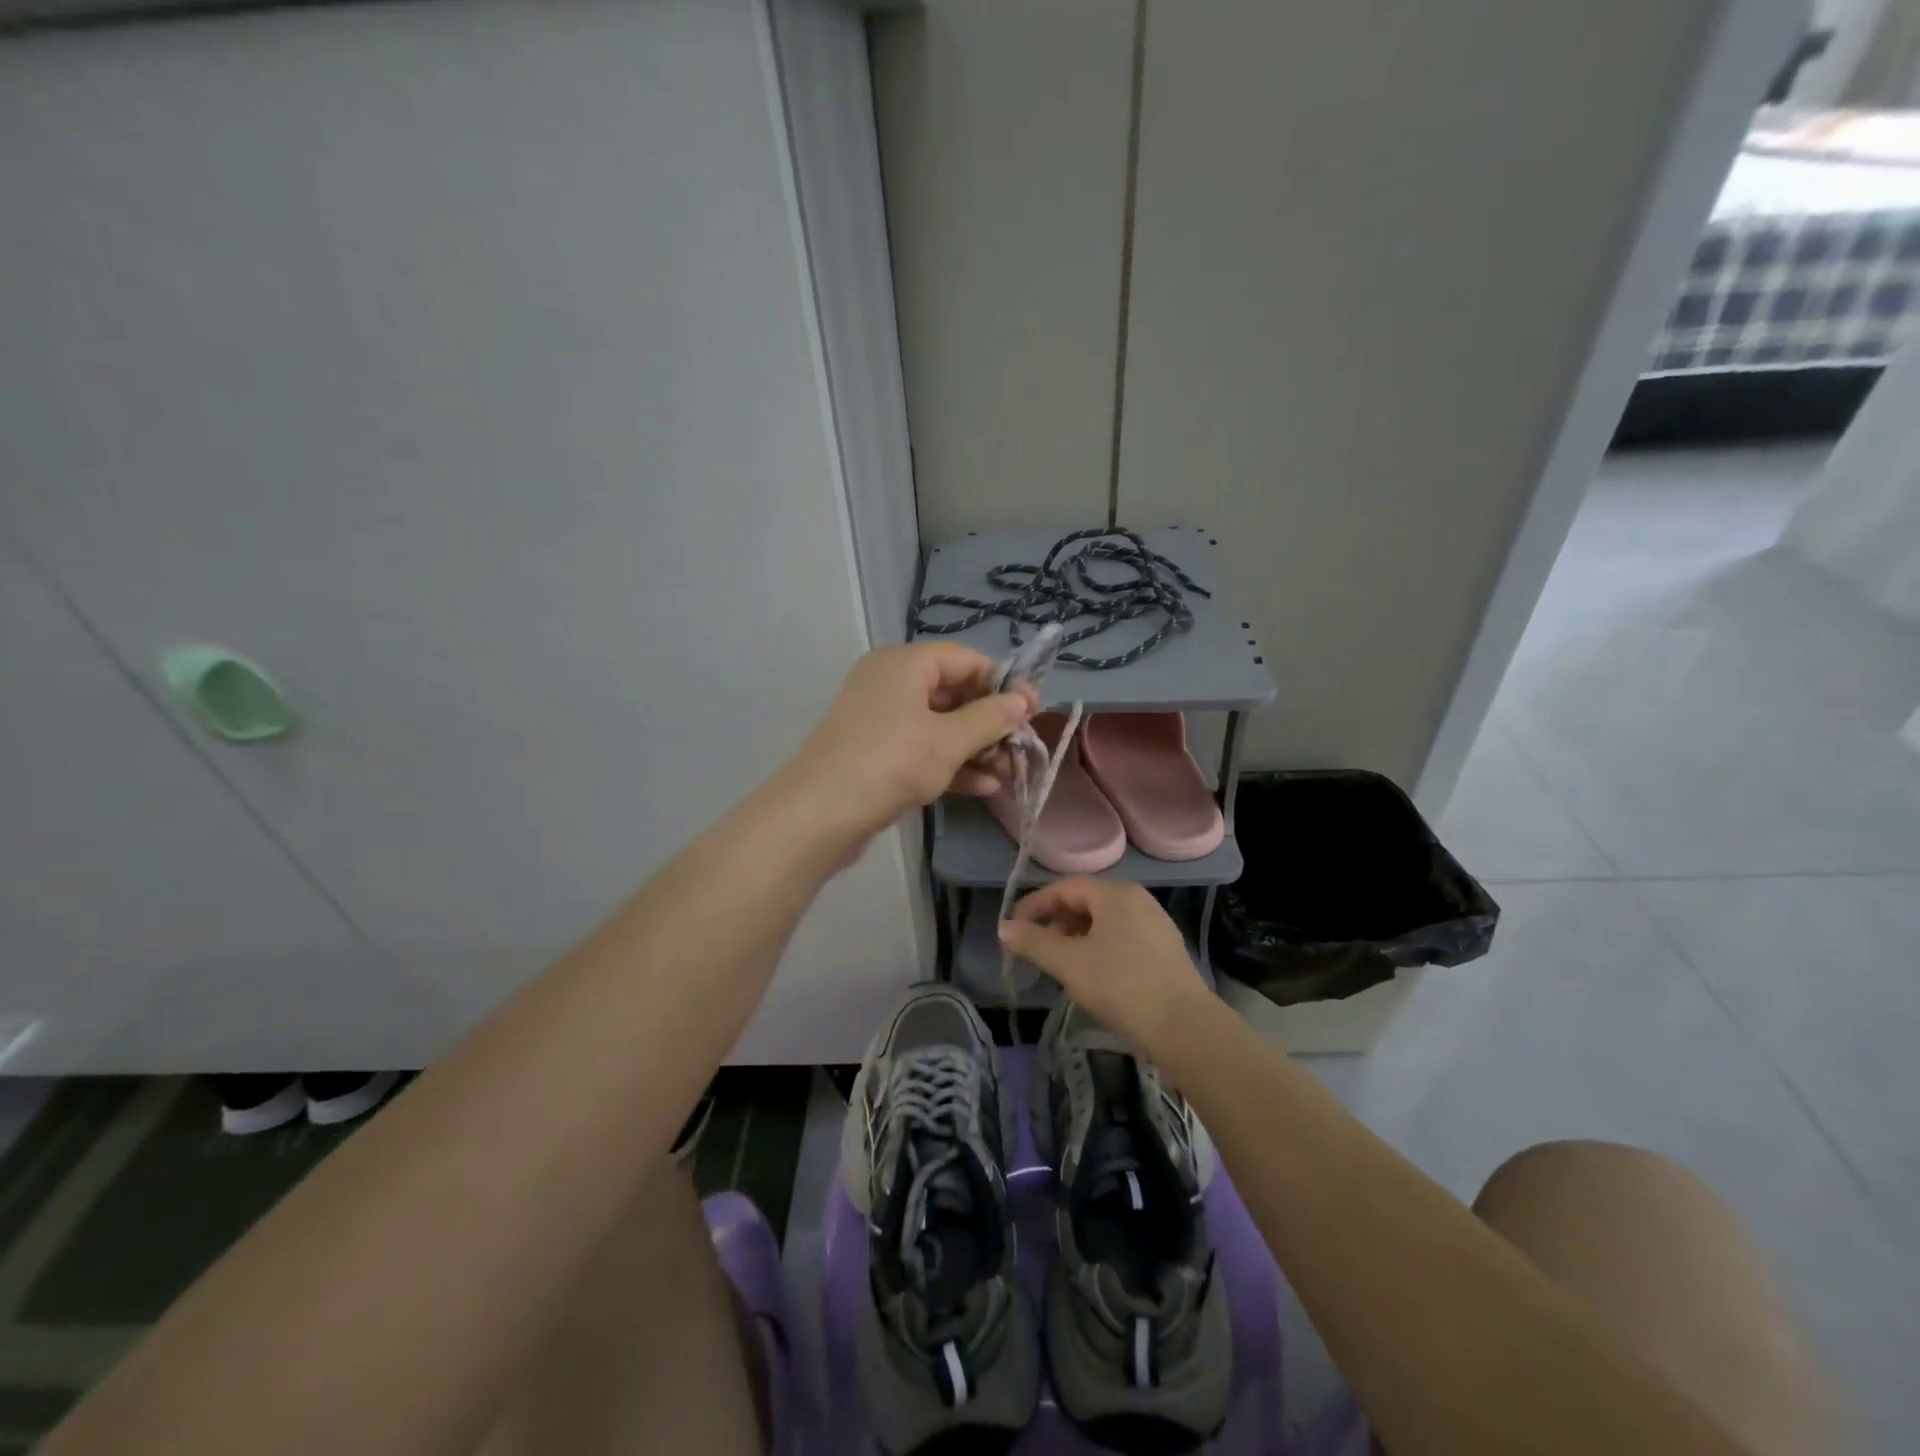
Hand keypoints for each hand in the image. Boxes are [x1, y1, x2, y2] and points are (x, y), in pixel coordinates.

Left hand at [782, 641, 1036, 842]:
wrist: (820, 814)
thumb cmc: (891, 762)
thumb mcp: (949, 740)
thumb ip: (990, 718)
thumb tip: (1022, 701)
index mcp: (905, 664)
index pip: (966, 659)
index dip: (1003, 682)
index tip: (1032, 711)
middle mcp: (891, 683)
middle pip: (954, 692)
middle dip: (991, 721)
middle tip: (1022, 746)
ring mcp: (881, 720)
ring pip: (940, 725)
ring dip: (976, 747)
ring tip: (1009, 772)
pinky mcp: (876, 753)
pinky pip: (923, 749)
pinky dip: (952, 763)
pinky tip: (985, 787)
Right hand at [1000, 878, 1212, 1058]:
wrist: (1184, 1026)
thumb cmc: (1121, 985)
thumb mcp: (1069, 963)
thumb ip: (1034, 942)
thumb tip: (1004, 928)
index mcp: (1115, 893)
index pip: (1066, 887)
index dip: (1036, 904)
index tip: (1015, 928)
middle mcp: (1138, 899)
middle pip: (1087, 900)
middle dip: (1057, 920)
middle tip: (1038, 946)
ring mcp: (1156, 924)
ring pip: (1106, 920)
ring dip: (1078, 935)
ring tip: (1063, 962)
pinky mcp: (1166, 949)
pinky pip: (1123, 937)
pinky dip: (1100, 947)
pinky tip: (1094, 975)